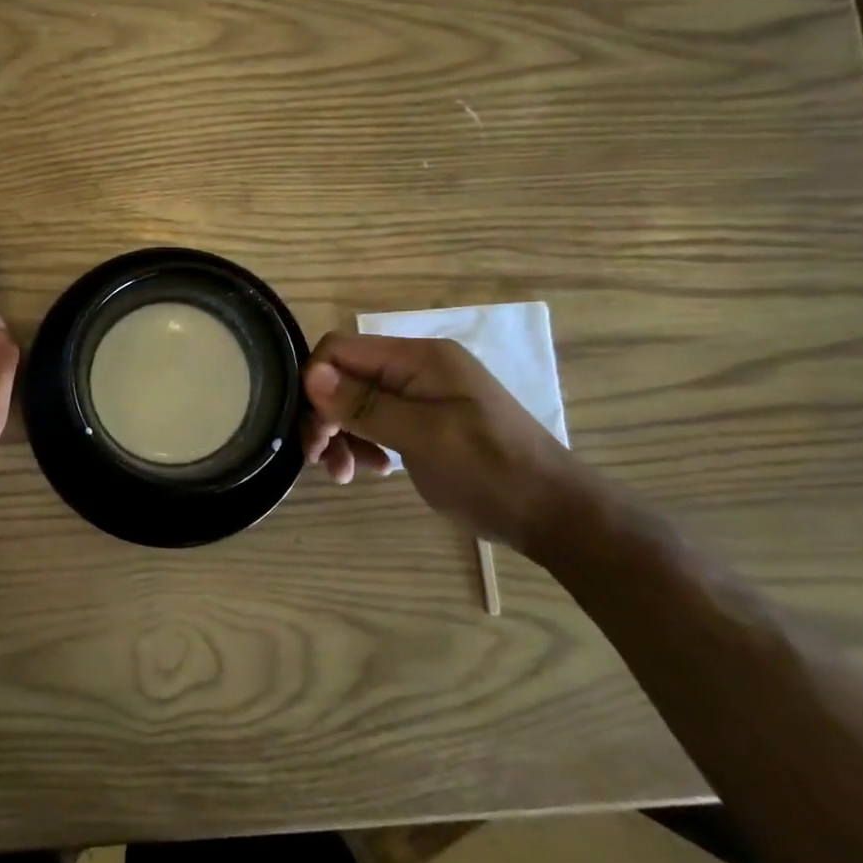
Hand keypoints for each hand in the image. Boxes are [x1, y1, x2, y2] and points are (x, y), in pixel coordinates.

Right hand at [300, 332, 584, 553]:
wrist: (552, 513)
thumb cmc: (489, 470)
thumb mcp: (423, 436)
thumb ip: (365, 404)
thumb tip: (310, 374)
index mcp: (418, 358)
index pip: (341, 349)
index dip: (316, 383)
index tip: (318, 432)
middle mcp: (415, 368)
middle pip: (345, 377)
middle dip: (327, 416)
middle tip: (322, 460)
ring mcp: (421, 395)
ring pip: (355, 402)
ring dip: (342, 435)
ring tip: (347, 474)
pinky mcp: (423, 422)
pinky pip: (375, 422)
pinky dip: (363, 444)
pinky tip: (373, 470)